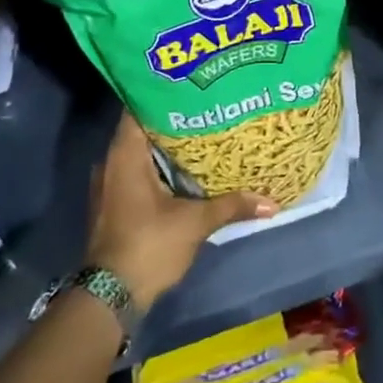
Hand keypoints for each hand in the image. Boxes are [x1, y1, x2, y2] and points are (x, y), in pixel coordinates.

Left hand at [83, 112, 275, 309]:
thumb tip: (273, 201)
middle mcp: (111, 163)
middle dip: (173, 119)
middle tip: (208, 106)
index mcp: (125, 156)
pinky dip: (159, 167)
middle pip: (142, 129)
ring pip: (140, 153)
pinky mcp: (115, 204)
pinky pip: (137, 172)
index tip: (191, 84)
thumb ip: (231, 205)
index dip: (163, 93)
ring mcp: (109, 185)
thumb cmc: (148, 245)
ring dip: (166, 146)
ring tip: (203, 133)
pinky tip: (186, 169)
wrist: (110, 297)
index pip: (138, 108)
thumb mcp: (195, 223)